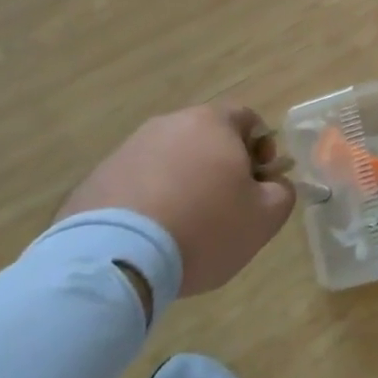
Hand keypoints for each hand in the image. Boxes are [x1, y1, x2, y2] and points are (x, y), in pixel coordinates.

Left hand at [57, 104, 295, 296]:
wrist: (115, 259)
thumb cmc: (204, 227)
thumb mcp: (264, 217)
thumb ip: (282, 193)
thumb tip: (274, 185)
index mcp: (212, 123)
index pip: (247, 118)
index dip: (261, 147)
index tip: (259, 181)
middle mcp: (169, 124)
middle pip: (206, 137)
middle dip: (220, 166)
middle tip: (226, 206)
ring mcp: (128, 149)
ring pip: (170, 160)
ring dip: (183, 183)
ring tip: (184, 227)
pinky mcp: (96, 179)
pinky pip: (136, 183)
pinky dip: (149, 201)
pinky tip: (150, 237)